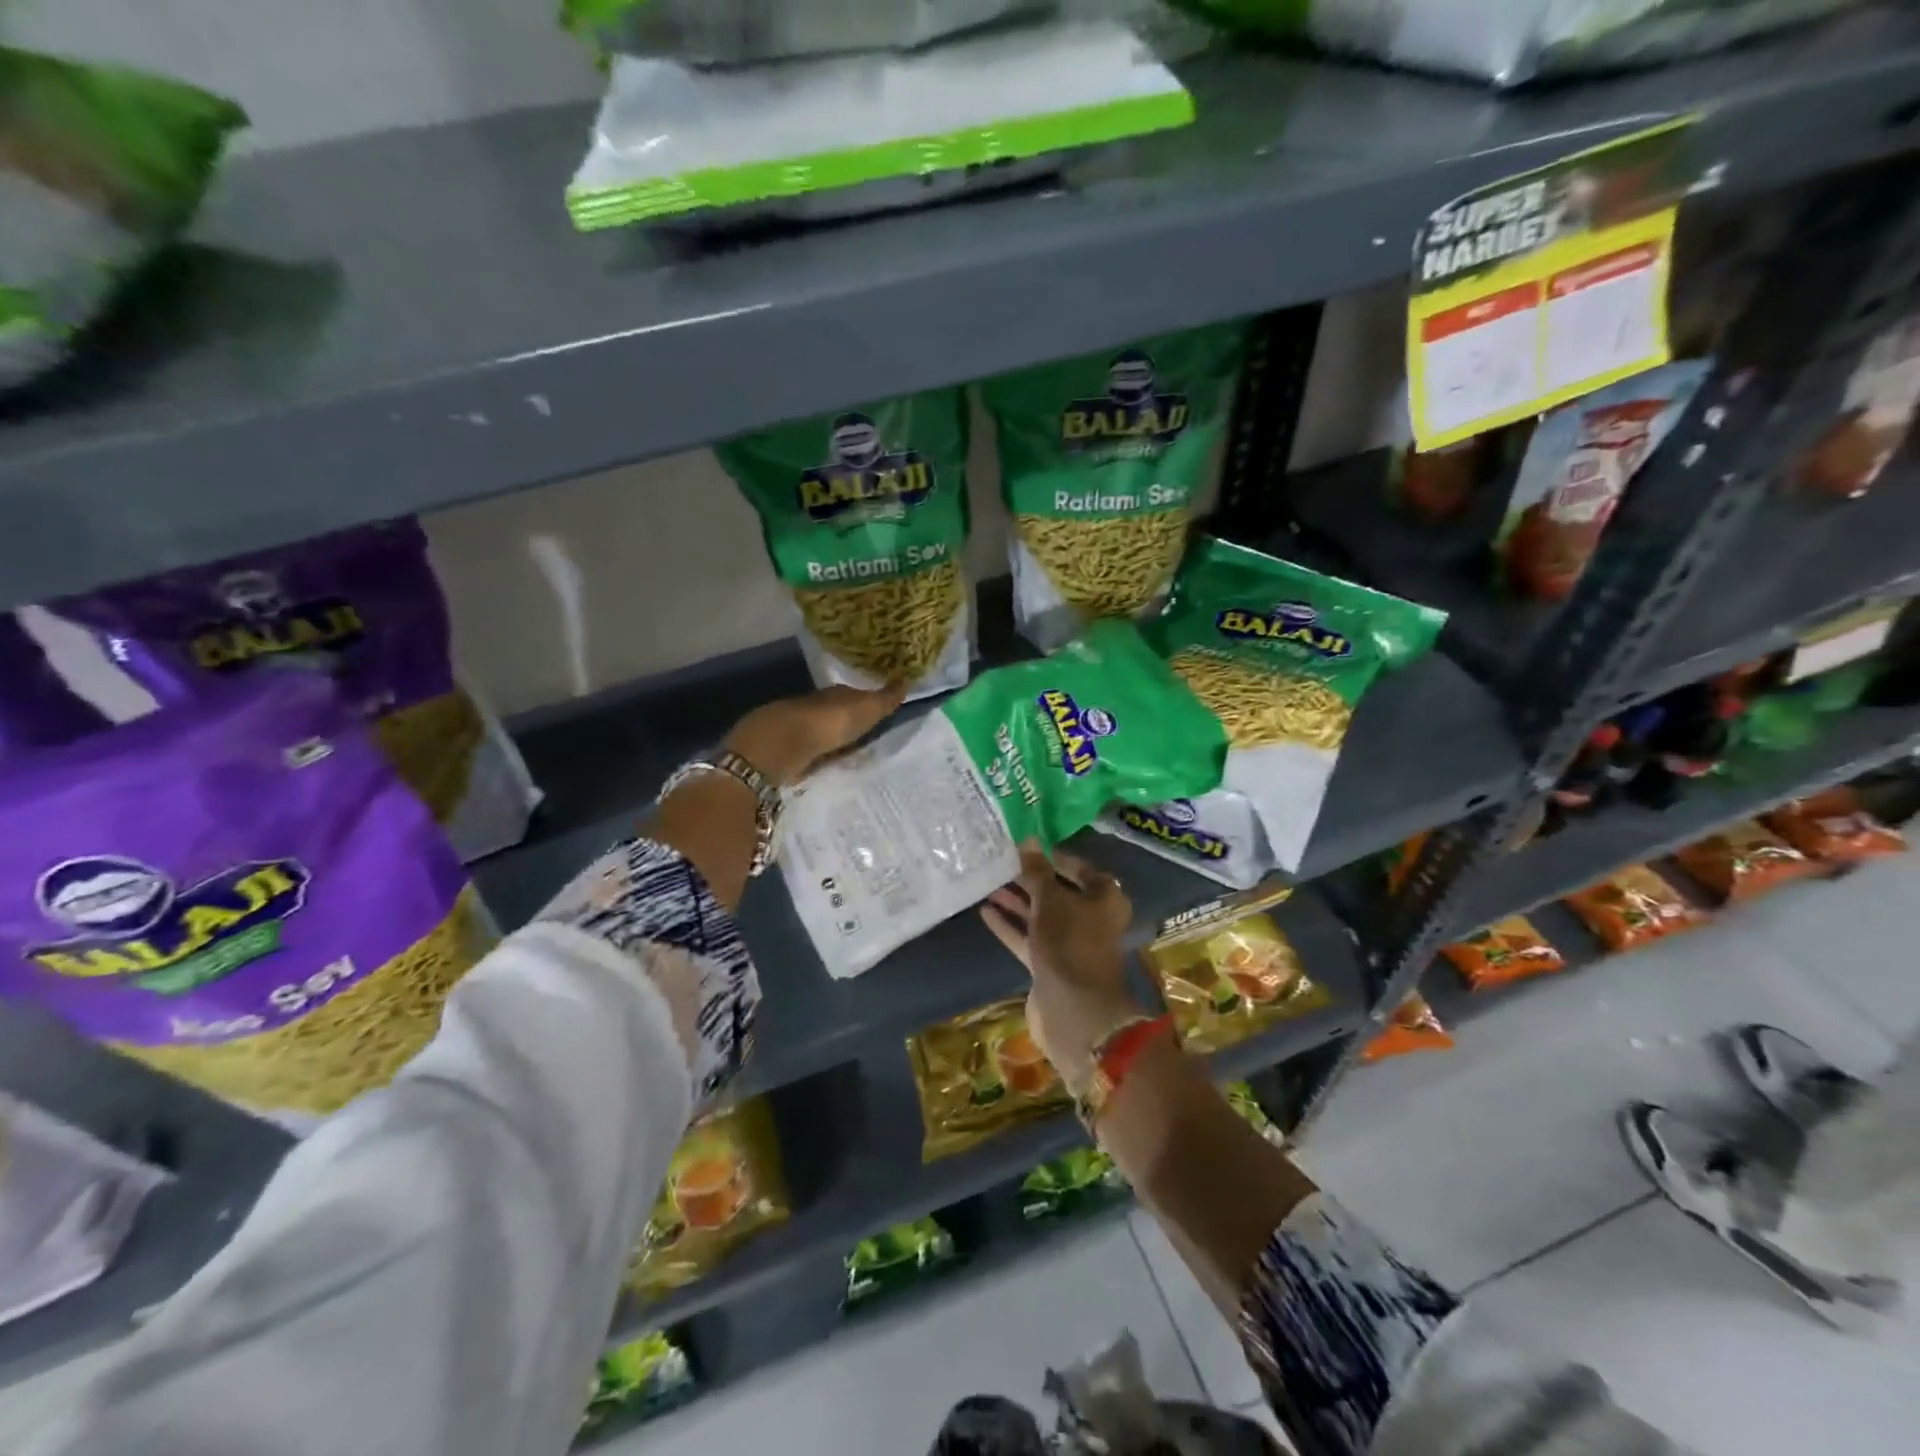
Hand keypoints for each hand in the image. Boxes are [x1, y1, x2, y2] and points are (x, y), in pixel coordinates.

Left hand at [723, 683, 904, 786]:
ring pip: (821, 734)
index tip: (877, 712)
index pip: (853, 696)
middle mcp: (815, 708)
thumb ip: (885, 699)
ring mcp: (798, 731)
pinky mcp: (788, 753)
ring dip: (831, 742)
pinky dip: (818, 757)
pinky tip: (825, 765)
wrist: (783, 745)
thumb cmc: (829, 722)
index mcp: (835, 695)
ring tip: (848, 754)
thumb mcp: (866, 709)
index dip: (865, 703)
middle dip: (847, 723)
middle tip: (865, 734)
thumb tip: (906, 679)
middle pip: (835, 715)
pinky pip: (810, 754)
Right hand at [980, 843, 1149, 1090]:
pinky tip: (986, 911)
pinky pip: (1029, 938)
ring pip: (1041, 916)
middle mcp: (1091, 919)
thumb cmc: (1069, 942)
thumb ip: (1037, 871)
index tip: (1026, 848)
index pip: (1079, 869)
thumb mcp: (1051, 900)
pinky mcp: (1051, 965)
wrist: (1073, 1010)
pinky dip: (1010, 926)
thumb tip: (1028, 840)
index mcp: (1105, 899)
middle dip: (1030, 880)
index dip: (1053, 858)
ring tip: (988, 884)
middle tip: (1001, 864)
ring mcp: (1071, 945)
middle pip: (1058, 893)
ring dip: (1017, 902)